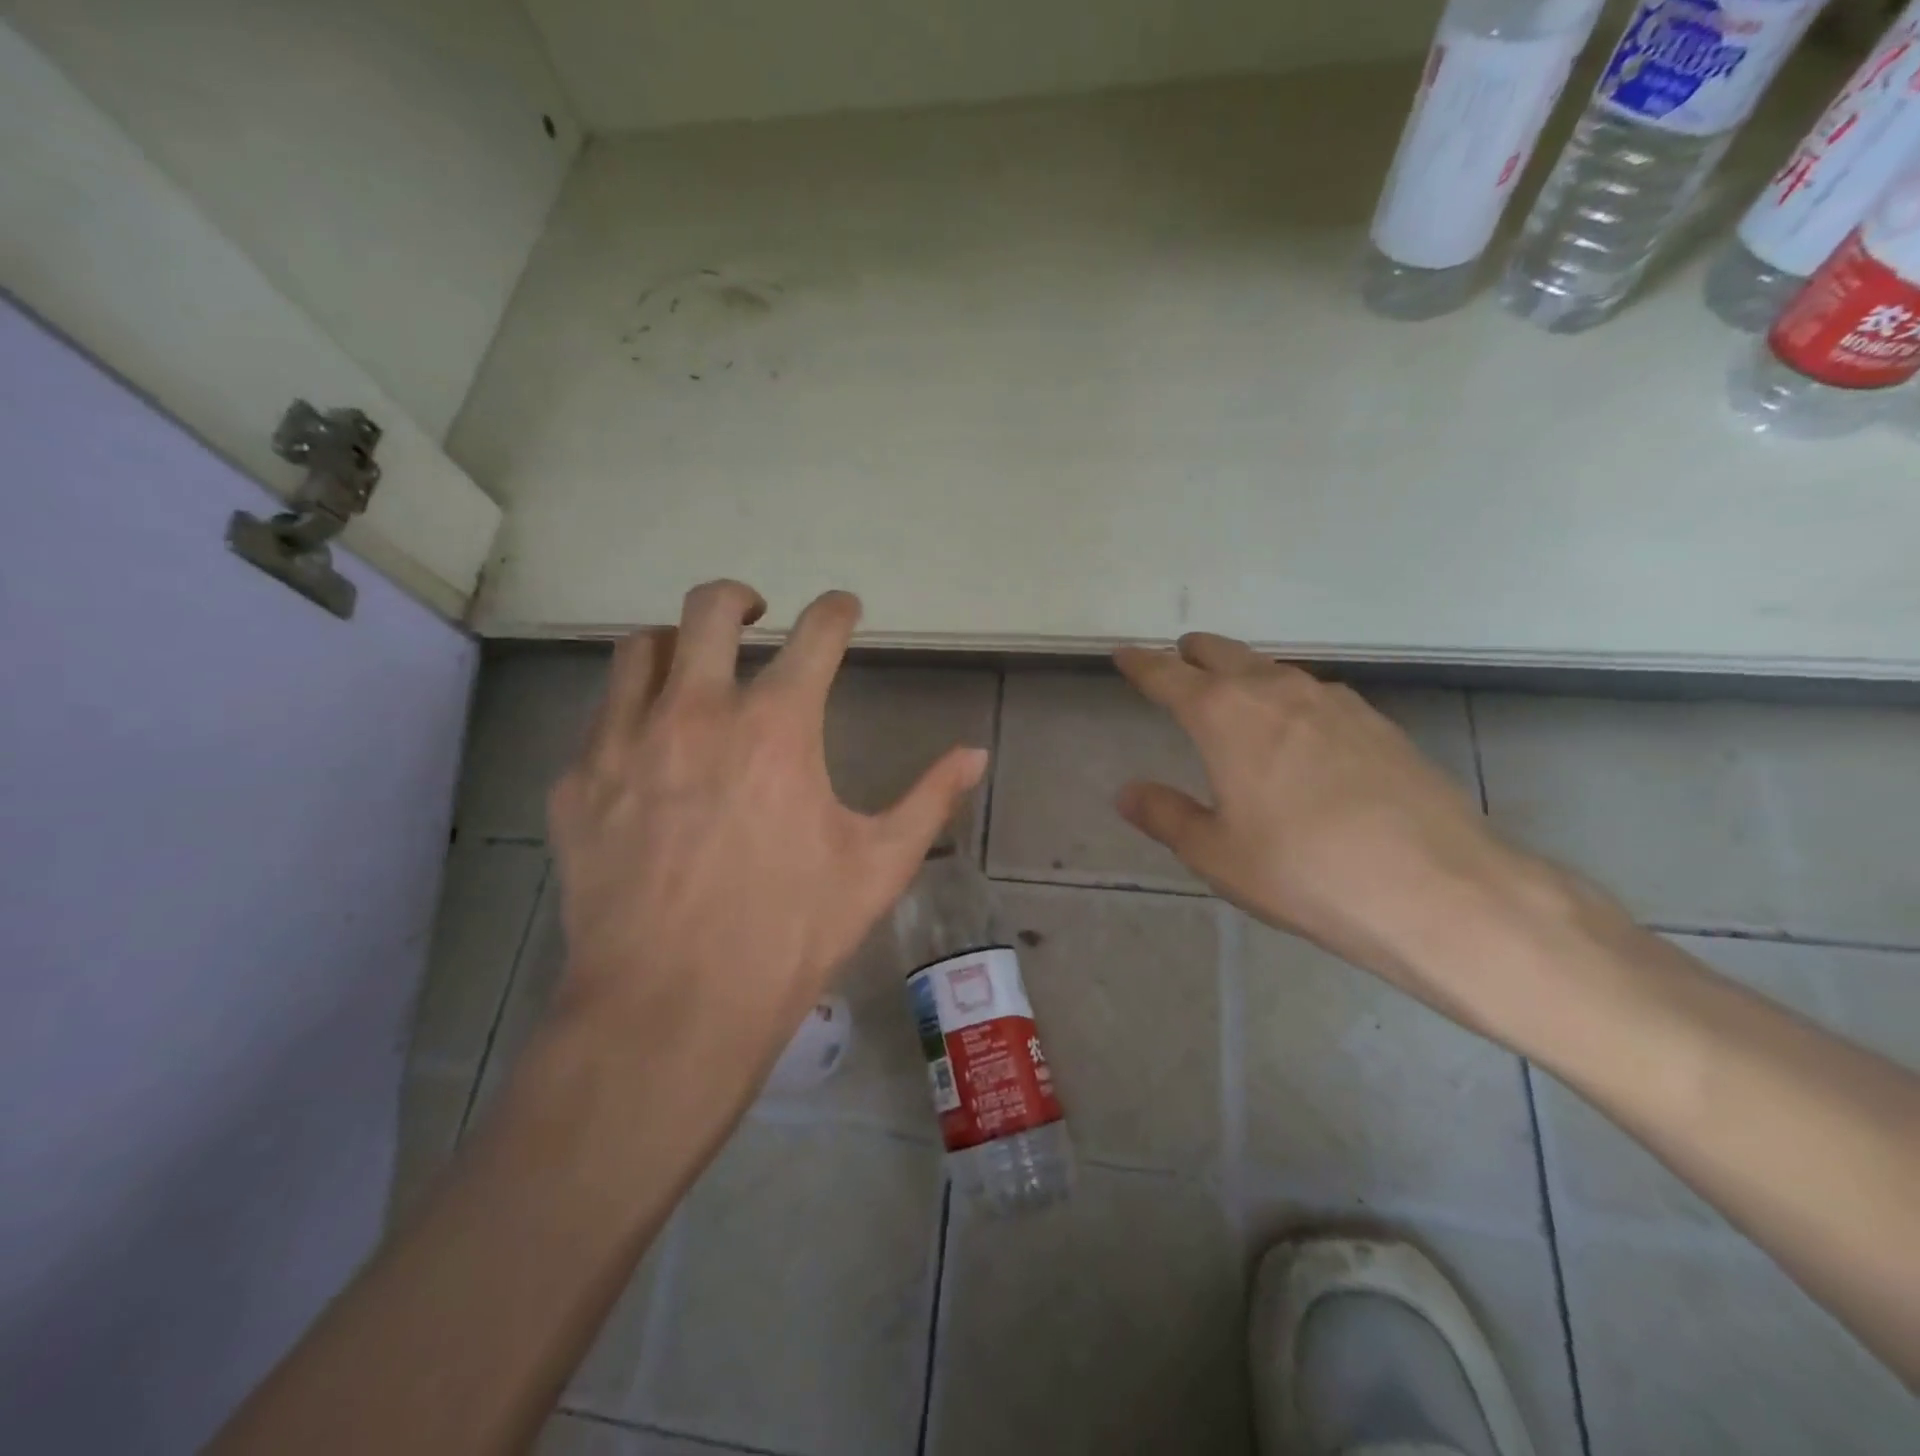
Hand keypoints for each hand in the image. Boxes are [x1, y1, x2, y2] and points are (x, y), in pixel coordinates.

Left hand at [547, 581, 988, 1075]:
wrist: (670, 1008)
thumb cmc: (790, 933)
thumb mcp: (878, 866)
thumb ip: (930, 799)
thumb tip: (976, 755)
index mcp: (777, 725)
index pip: (816, 634)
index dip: (836, 611)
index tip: (843, 609)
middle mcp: (696, 712)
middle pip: (710, 609)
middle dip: (740, 597)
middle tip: (755, 614)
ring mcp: (625, 743)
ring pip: (639, 649)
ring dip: (674, 644)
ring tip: (692, 668)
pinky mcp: (578, 784)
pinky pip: (600, 718)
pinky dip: (630, 712)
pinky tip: (646, 751)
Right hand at [1113, 634, 1539, 1018]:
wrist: (1439, 890)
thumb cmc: (1304, 872)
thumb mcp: (1217, 854)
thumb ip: (1166, 815)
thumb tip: (1127, 793)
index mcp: (1226, 716)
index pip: (1168, 676)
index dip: (1141, 665)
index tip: (1123, 656)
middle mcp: (1278, 692)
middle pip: (1225, 655)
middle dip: (1194, 654)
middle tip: (1178, 659)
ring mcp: (1335, 702)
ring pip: (1274, 670)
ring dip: (1244, 672)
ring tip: (1233, 688)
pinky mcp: (1378, 722)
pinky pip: (1314, 694)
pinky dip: (1288, 696)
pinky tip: (1298, 726)